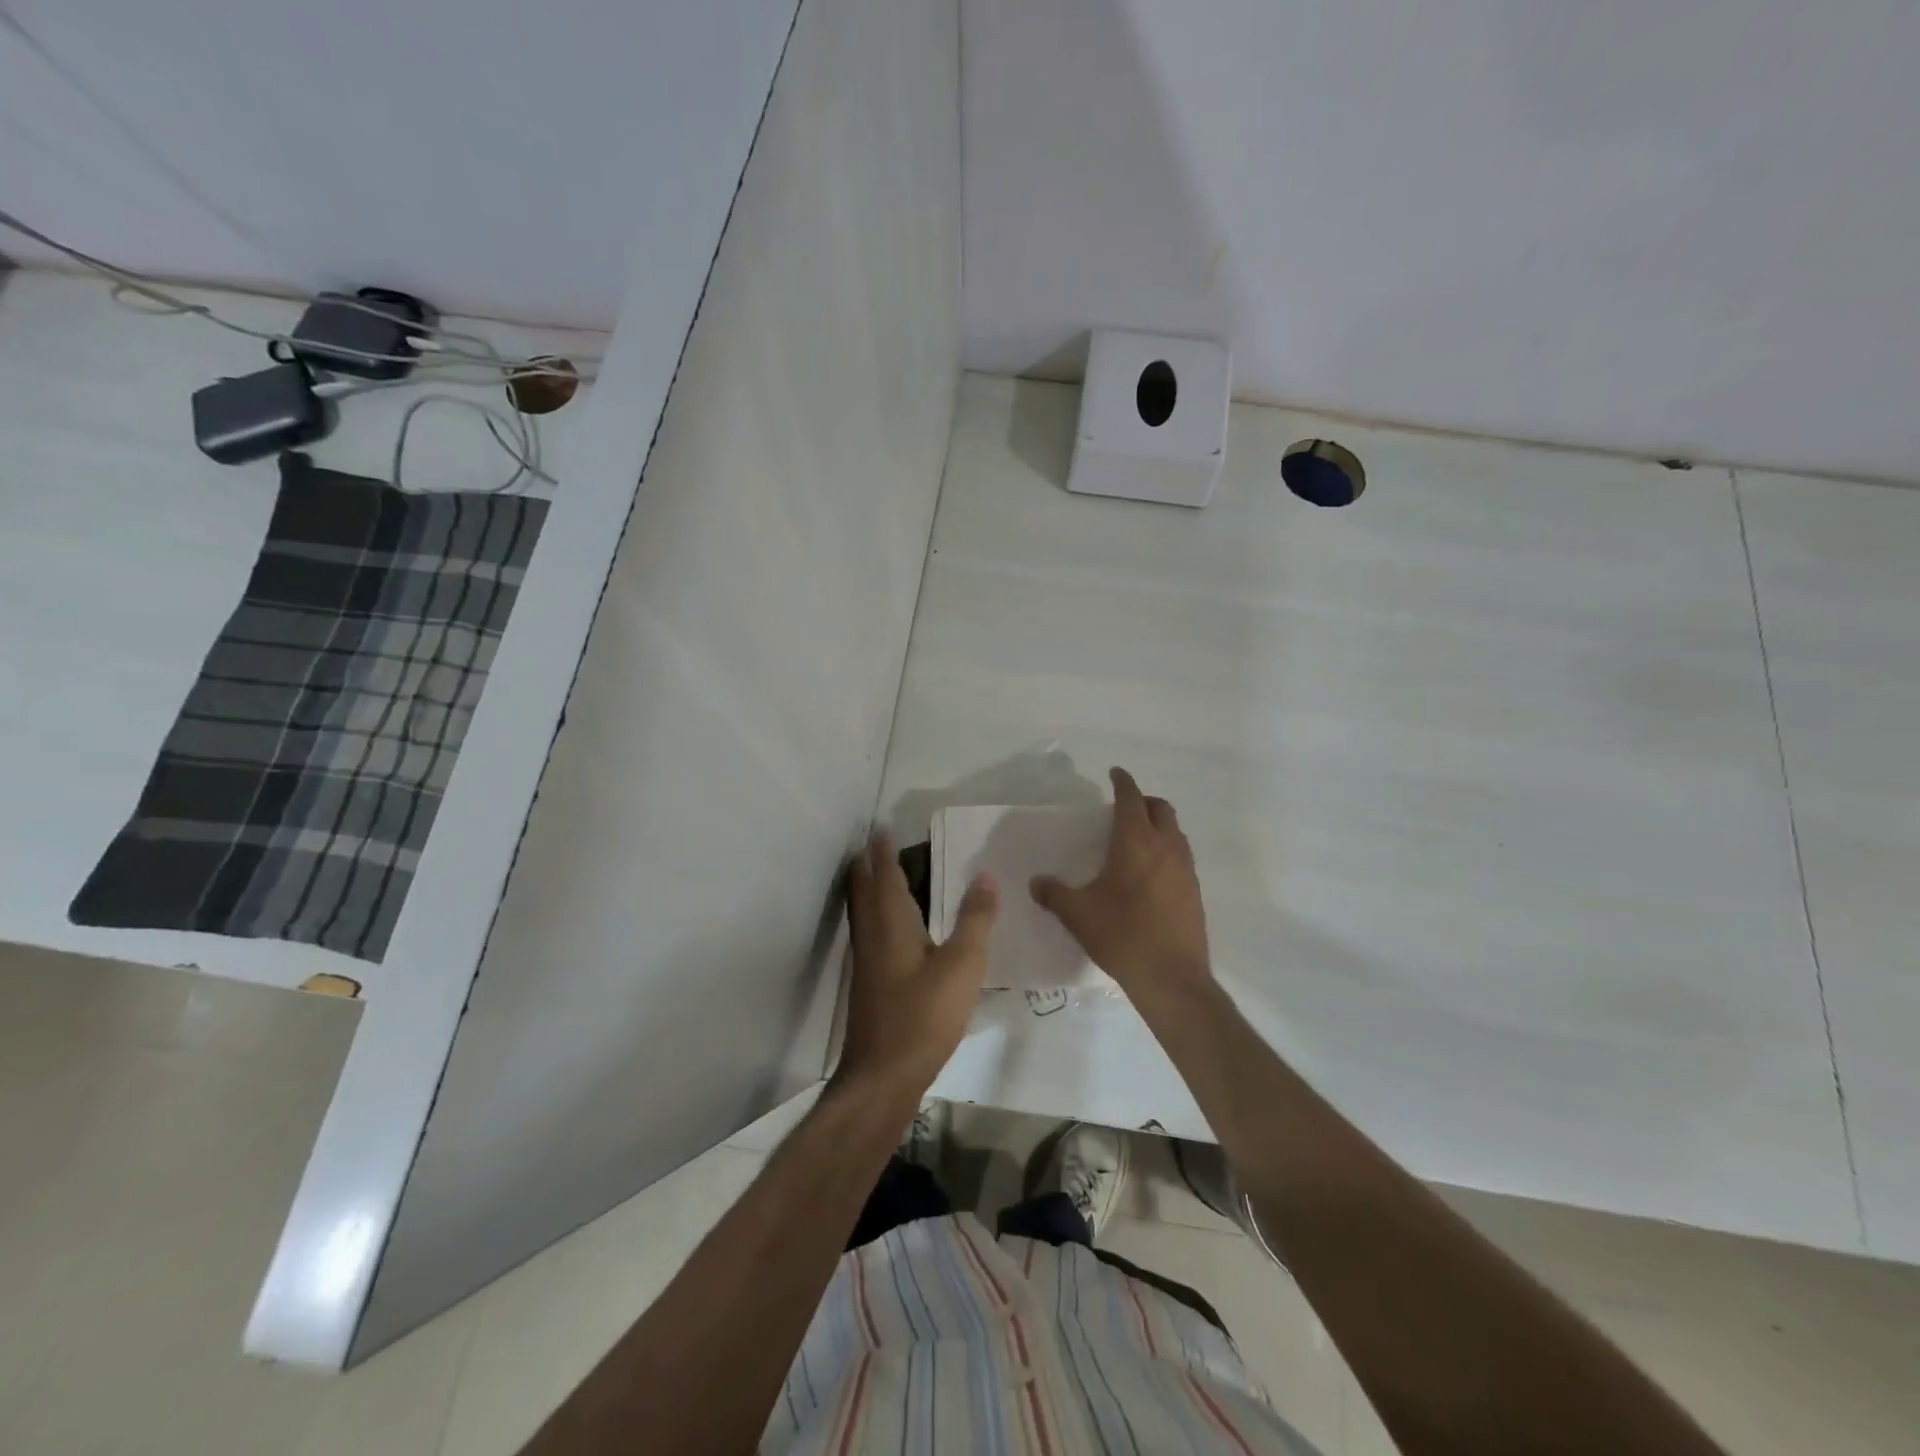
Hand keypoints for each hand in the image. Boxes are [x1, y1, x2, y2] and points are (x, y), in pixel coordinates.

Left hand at [836, 830, 998, 1102]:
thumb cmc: (923, 1015)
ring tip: (883, 877)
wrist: (882, 1075)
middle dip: (868, 865)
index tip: (883, 828)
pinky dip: (877, 916)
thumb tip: (986, 876)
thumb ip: (975, 920)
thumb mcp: (962, 966)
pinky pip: (870, 933)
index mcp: (891, 923)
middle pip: (863, 890)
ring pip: (863, 913)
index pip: (884, 875)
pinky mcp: (869, 984)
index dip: (883, 850)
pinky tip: (895, 931)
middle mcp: (872, 935)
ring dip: (870, 890)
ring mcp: (866, 962)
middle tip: (878, 846)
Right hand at [1031, 767, 1211, 998]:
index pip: (1131, 798)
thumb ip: (1054, 893)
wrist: (1171, 977)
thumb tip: (1036, 883)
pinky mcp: (1194, 891)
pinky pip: (1181, 857)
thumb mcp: (1077, 913)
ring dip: (1158, 825)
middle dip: (1143, 801)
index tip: (1114, 773)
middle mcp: (1166, 847)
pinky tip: (1149, 874)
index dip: (1122, 782)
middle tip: (1122, 809)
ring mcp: (1185, 869)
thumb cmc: (1121, 934)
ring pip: (1175, 832)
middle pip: (1160, 808)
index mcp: (1136, 841)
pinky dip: (1166, 851)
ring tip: (1135, 840)